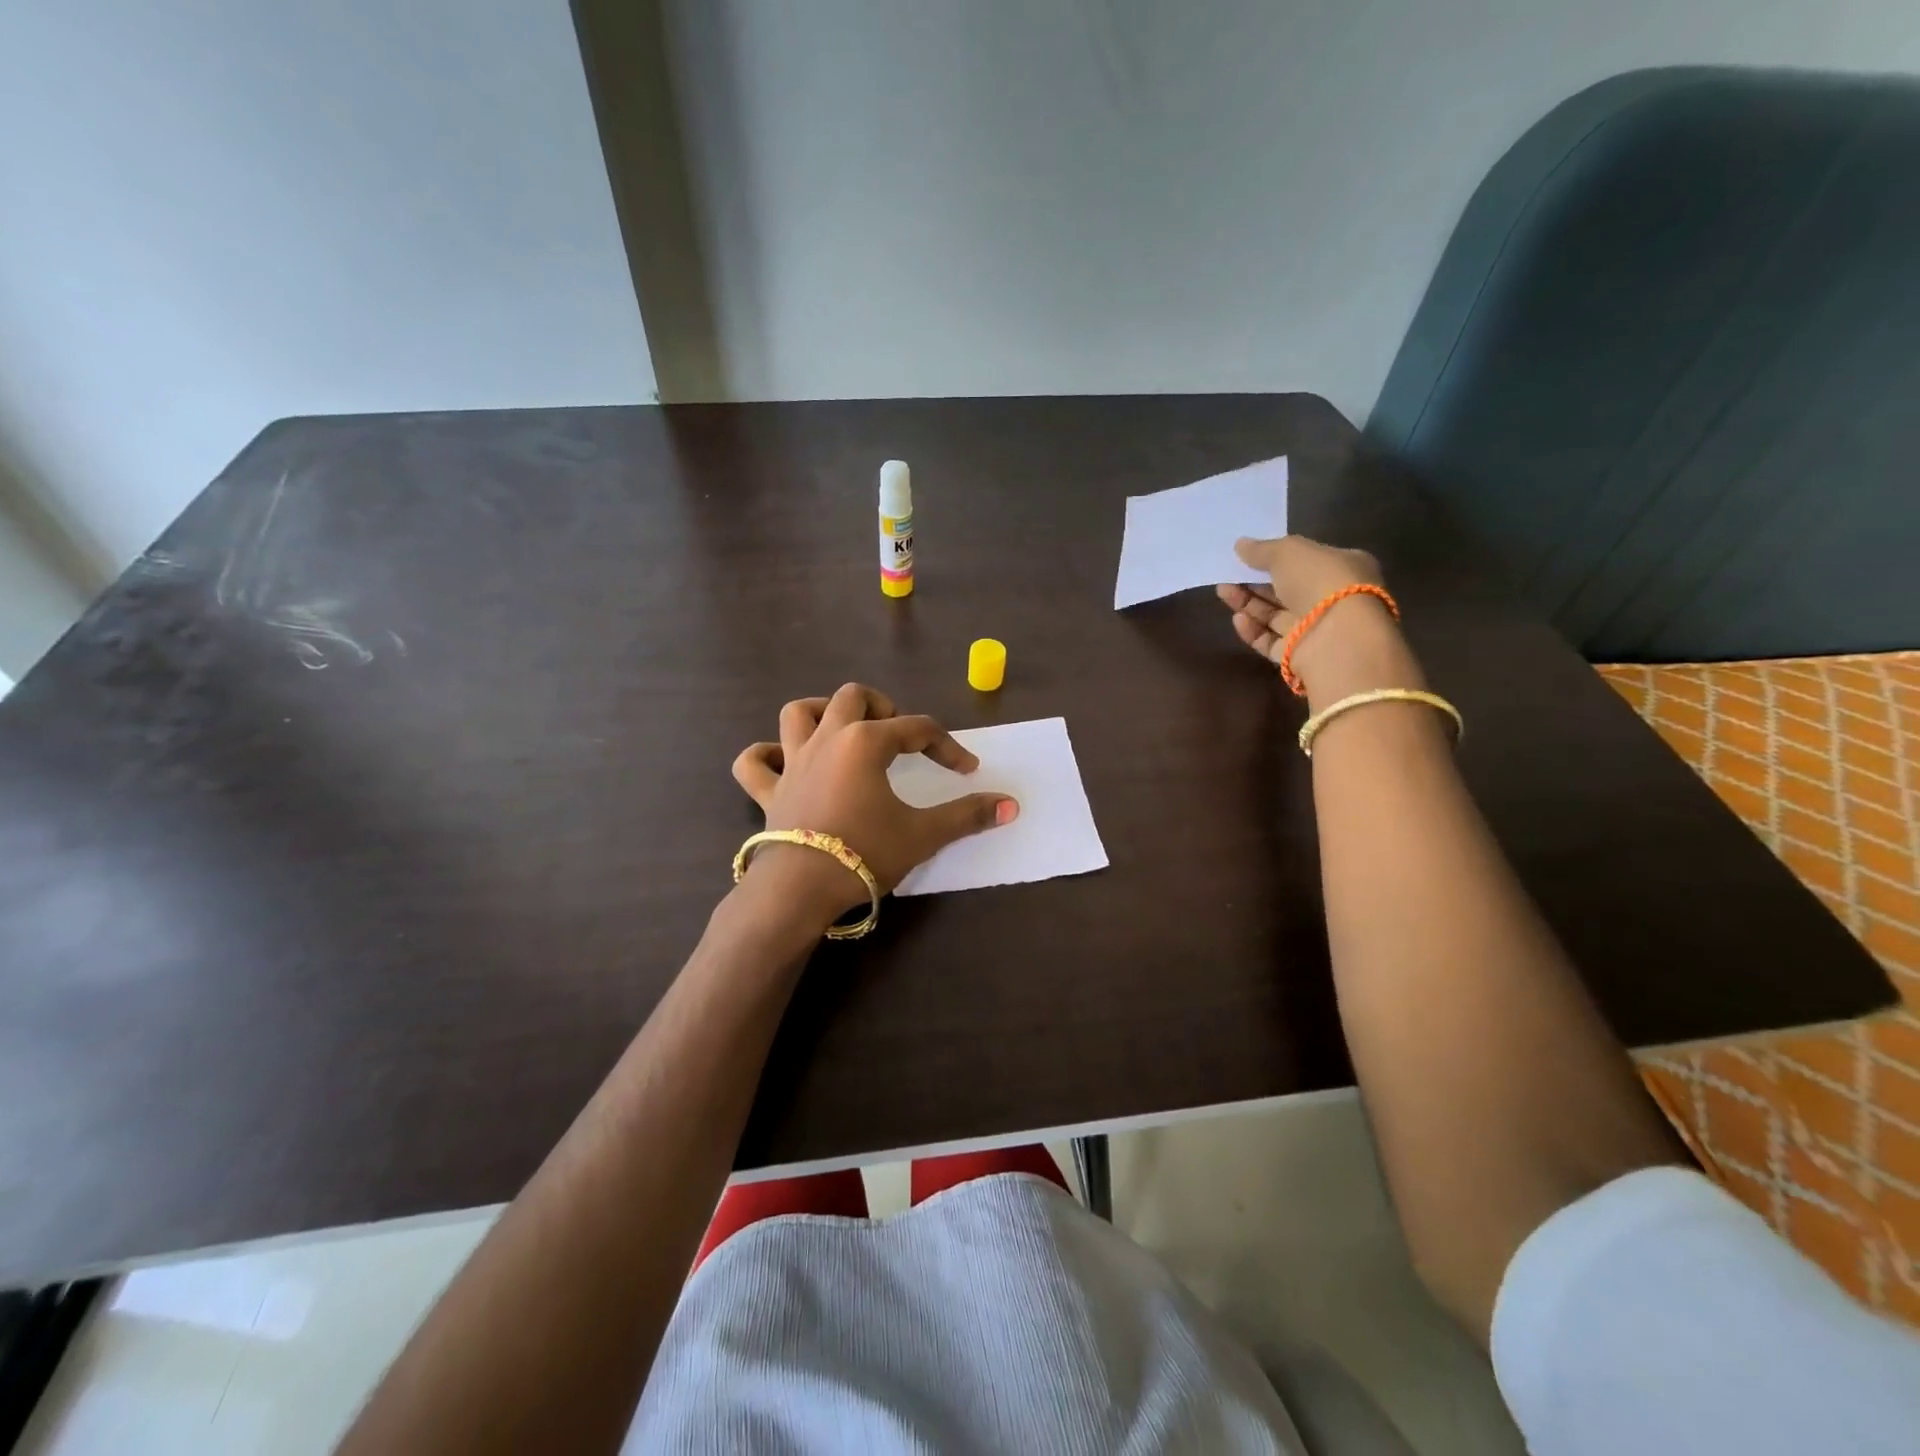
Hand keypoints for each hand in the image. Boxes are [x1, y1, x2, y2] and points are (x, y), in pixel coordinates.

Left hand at [731, 684, 1018, 921]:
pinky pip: (753, 762)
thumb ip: (967, 816)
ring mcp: (792, 763)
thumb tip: (1012, 805)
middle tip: (897, 733)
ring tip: (842, 729)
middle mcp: (827, 740)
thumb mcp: (923, 835)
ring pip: (797, 713)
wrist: (800, 889)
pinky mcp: (769, 791)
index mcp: (866, 743)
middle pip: (852, 698)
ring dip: (821, 713)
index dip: (946, 746)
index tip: (966, 769)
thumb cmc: (865, 853)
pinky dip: (765, 756)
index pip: (917, 729)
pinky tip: (781, 762)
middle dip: (880, 707)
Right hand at [1215, 536, 1423, 703]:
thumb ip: (1262, 549)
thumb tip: (1240, 545)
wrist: (1337, 639)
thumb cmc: (1320, 582)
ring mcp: (1315, 630)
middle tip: (1226, 575)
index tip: (1247, 556)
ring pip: (1275, 616)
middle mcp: (1332, 600)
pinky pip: (1271, 642)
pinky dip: (1253, 630)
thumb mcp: (1289, 552)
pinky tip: (1238, 619)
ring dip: (1248, 604)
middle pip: (1286, 590)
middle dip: (1255, 582)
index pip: (1306, 561)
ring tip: (1222, 591)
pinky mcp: (1299, 656)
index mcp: (1342, 568)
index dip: (1276, 558)